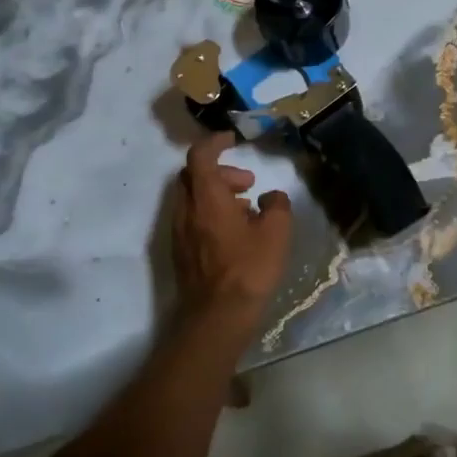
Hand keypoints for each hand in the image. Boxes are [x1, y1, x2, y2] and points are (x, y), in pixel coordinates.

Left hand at [171, 132, 293, 325]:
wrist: (217, 317)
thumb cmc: (249, 269)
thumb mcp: (277, 232)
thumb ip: (277, 205)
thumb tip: (271, 197)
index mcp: (206, 198)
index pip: (200, 156)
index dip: (215, 142)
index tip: (232, 139)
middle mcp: (186, 210)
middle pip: (194, 175)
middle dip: (220, 171)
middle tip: (247, 183)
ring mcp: (179, 232)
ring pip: (192, 197)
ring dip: (216, 193)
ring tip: (247, 209)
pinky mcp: (181, 252)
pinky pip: (192, 218)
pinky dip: (210, 212)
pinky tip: (235, 233)